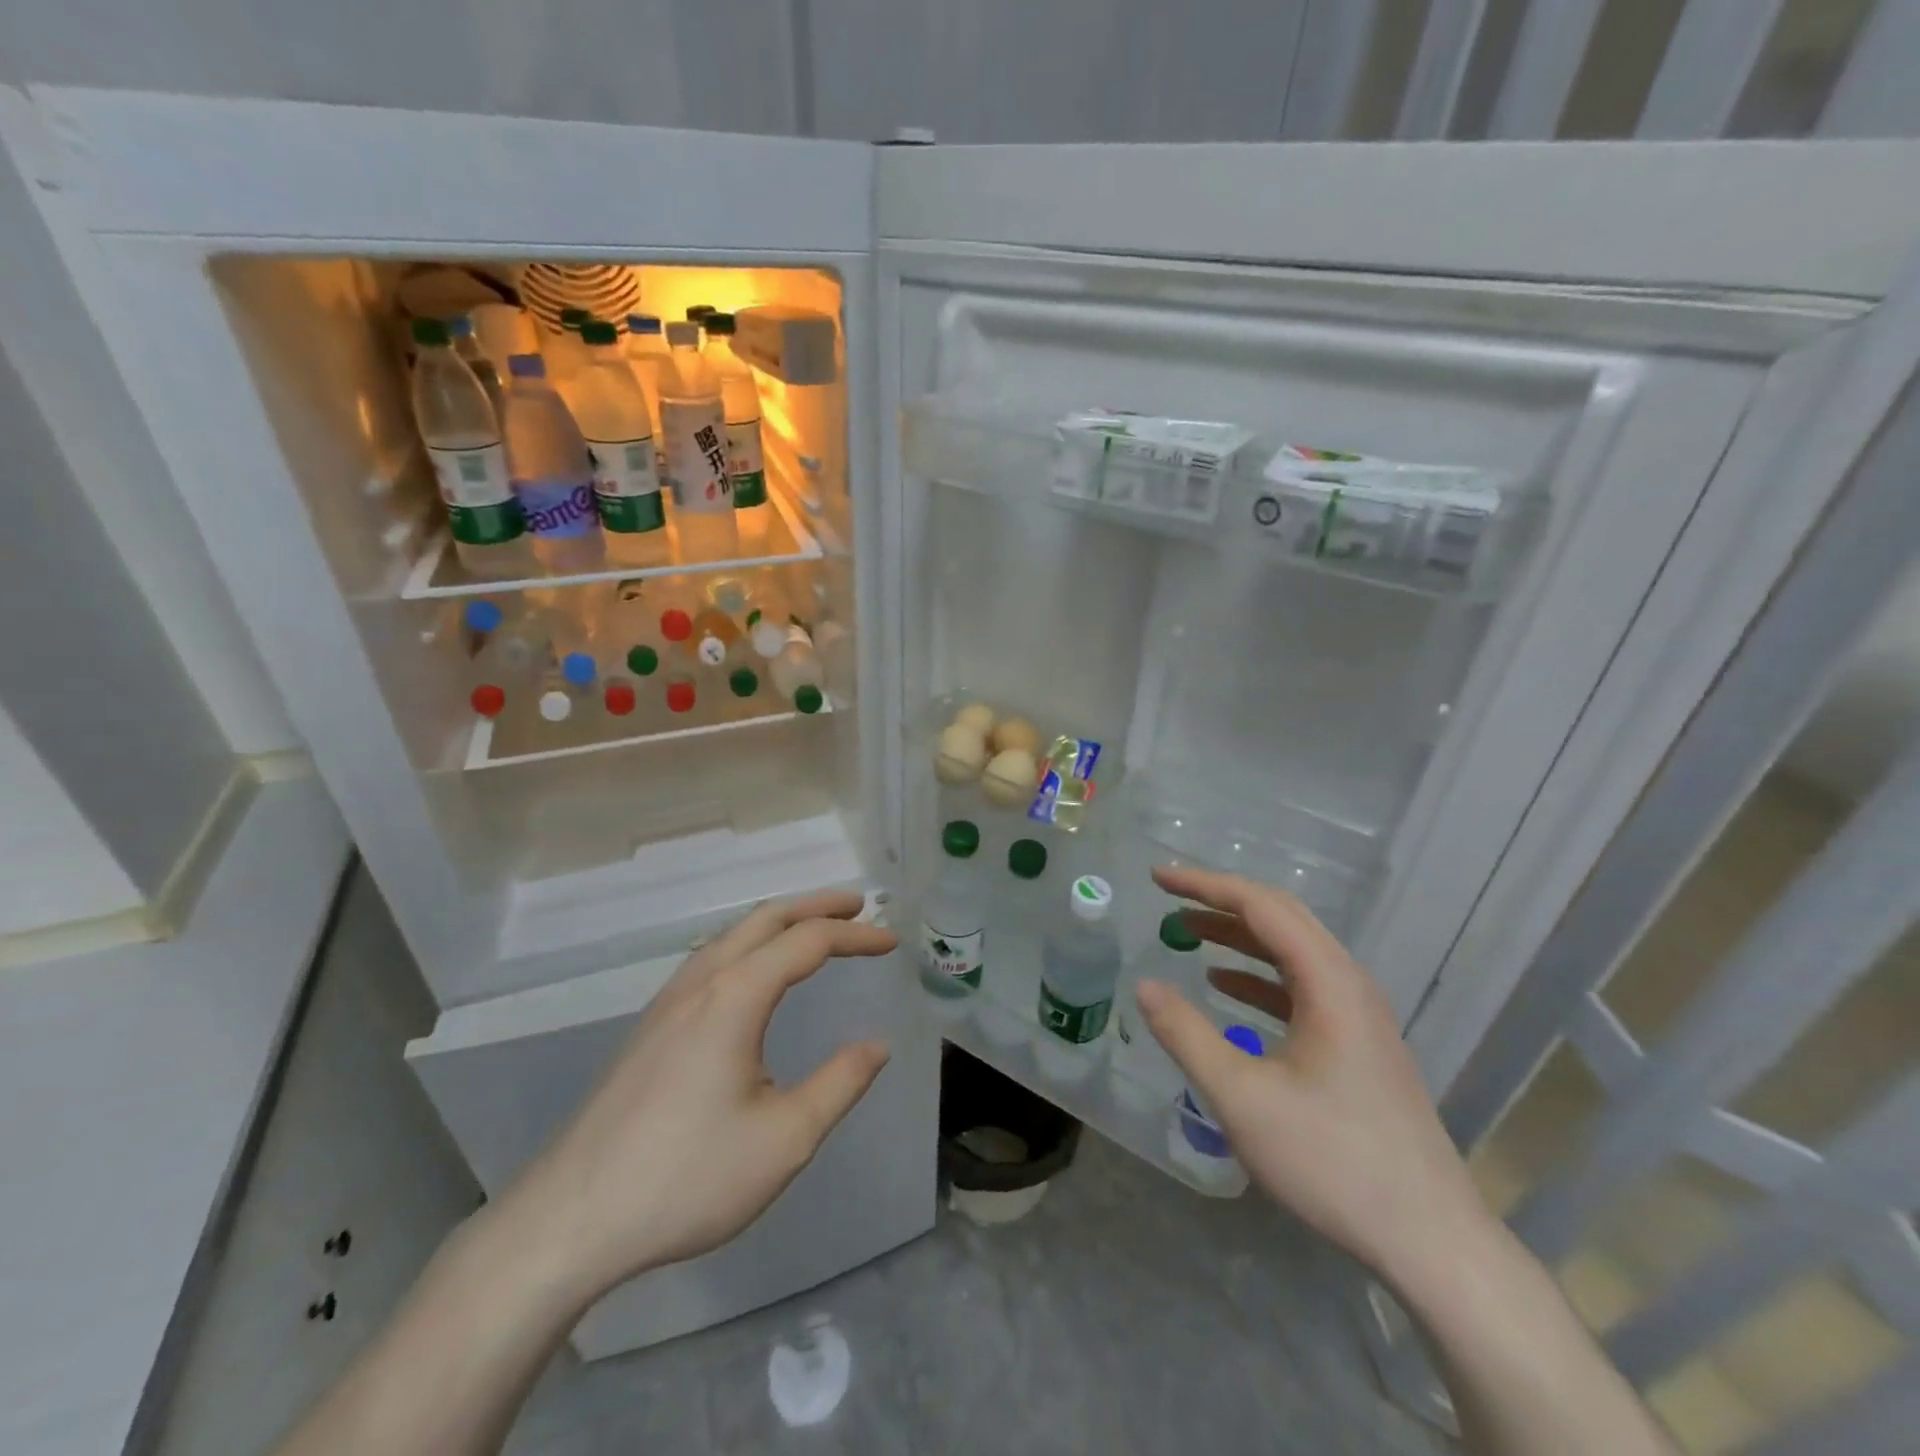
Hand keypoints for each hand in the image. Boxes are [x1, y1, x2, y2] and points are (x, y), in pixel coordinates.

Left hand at [503, 890, 895, 1306]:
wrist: (570, 1219)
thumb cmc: (686, 1178)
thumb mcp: (783, 1139)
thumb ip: (839, 1084)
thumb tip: (877, 1044)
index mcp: (735, 997)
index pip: (807, 941)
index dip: (855, 935)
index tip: (892, 942)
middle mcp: (700, 983)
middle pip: (766, 919)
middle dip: (817, 906)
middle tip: (859, 905)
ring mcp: (667, 1003)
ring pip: (732, 935)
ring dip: (780, 922)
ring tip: (813, 930)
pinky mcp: (649, 1027)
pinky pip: (710, 959)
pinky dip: (749, 944)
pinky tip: (753, 975)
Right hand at [1137, 865, 1494, 1288]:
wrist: (1430, 1238)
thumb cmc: (1332, 1160)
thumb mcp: (1242, 1098)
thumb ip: (1187, 1035)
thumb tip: (1145, 985)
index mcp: (1328, 981)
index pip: (1260, 905)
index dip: (1204, 885)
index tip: (1157, 878)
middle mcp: (1348, 983)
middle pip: (1281, 917)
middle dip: (1220, 901)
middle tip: (1168, 897)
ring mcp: (1358, 1014)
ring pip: (1291, 951)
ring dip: (1238, 936)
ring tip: (1187, 931)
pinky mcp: (1358, 1043)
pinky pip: (1300, 986)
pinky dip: (1257, 975)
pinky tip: (1225, 987)